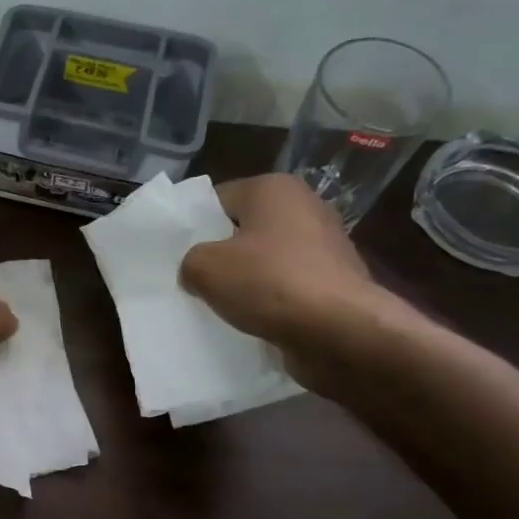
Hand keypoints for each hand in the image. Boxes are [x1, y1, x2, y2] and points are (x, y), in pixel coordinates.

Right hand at [180, 174, 407, 391]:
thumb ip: (190, 261)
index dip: (193, 226)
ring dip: (244, 280)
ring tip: (218, 304)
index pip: (217, 200)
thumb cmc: (270, 283)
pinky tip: (251, 320)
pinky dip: (269, 299)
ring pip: (265, 259)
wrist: (341, 331)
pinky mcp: (334, 280)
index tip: (177, 254)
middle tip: (191, 280)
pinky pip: (287, 285)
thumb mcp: (205, 268)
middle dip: (220, 253)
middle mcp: (304, 206)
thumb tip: (197, 270)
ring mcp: (324, 244)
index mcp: (273, 188)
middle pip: (243, 229)